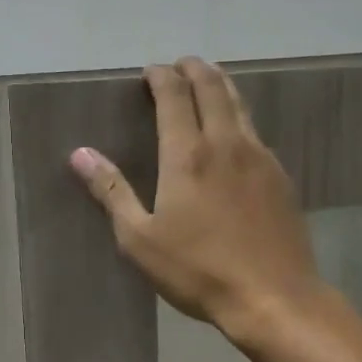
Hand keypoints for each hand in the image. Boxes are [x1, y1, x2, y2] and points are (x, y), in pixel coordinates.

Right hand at [69, 57, 323, 339]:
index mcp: (187, 156)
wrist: (272, 297)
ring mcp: (260, 158)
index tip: (150, 72)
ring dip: (220, 86)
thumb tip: (81, 154)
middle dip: (194, 70)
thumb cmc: (197, 271)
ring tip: (208, 81)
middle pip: (212, 89)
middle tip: (180, 65)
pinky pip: (256, 132)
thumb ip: (112, 192)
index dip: (161, 78)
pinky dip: (240, 117)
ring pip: (240, 105)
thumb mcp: (140, 239)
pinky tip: (236, 133)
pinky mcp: (280, 178)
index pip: (174, 97)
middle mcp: (226, 144)